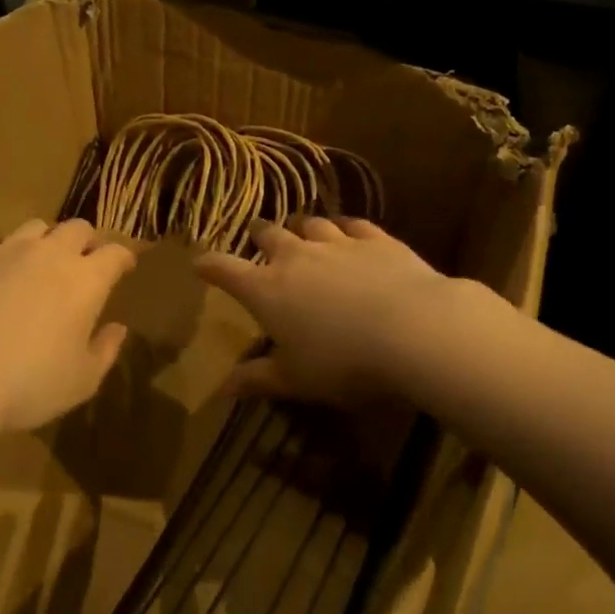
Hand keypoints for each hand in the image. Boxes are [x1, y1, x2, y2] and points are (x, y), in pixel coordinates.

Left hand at [0, 219, 136, 435]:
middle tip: (82, 263)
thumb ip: (106, 349)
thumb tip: (118, 328)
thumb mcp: (82, 381)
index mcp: (86, 281)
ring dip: (44, 241)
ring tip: (37, 262)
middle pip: (77, 228)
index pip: (115, 253)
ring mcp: (5, 251)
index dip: (123, 257)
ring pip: (34, 226)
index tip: (124, 267)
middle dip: (86, 241)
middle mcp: (50, 254)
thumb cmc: (29, 387)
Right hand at [194, 217, 453, 408]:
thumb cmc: (344, 363)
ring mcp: (337, 244)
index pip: (226, 270)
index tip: (199, 263)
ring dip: (301, 227)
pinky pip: (353, 225)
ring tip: (299, 229)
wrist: (414, 330)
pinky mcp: (376, 240)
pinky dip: (345, 227)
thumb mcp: (296, 380)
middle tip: (256, 235)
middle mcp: (296, 257)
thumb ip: (258, 379)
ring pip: (311, 224)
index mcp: (267, 290)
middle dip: (258, 234)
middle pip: (269, 235)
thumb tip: (221, 389)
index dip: (209, 266)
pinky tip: (347, 230)